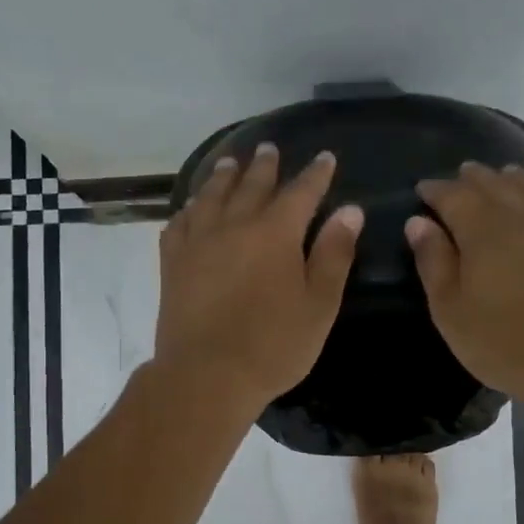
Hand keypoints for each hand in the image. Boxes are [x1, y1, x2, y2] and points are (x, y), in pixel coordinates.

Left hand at [154, 144, 362, 415]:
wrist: (206, 375)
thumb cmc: (273, 345)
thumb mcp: (319, 305)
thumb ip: (334, 254)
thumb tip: (349, 211)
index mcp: (275, 233)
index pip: (301, 192)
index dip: (315, 174)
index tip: (324, 158)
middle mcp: (234, 225)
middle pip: (252, 185)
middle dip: (265, 166)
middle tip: (269, 148)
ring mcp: (199, 242)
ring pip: (211, 196)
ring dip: (224, 176)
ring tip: (230, 163)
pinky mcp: (173, 263)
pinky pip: (180, 223)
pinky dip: (190, 208)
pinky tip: (192, 208)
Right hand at [406, 163, 523, 416]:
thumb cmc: (501, 342)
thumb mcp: (450, 309)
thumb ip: (433, 260)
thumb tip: (417, 222)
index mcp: (483, 228)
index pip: (453, 194)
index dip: (435, 190)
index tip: (421, 190)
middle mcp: (521, 215)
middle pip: (492, 182)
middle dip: (470, 179)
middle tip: (456, 180)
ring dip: (508, 178)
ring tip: (497, 178)